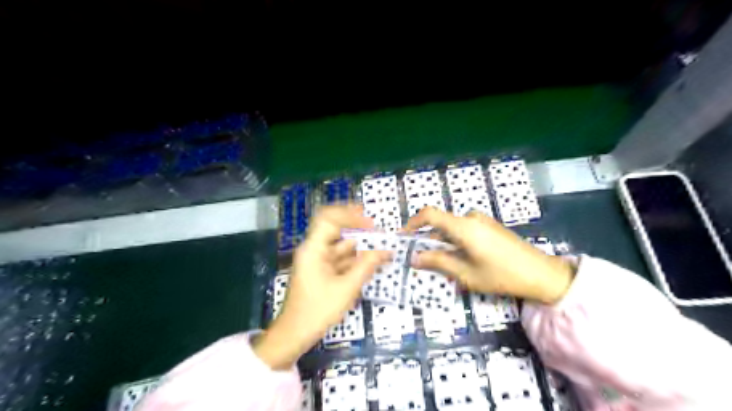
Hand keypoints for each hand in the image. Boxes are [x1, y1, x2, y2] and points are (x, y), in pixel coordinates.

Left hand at [254, 205, 387, 369]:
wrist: (294, 335)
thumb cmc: (317, 310)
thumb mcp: (346, 289)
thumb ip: (366, 267)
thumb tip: (385, 251)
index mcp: (313, 249)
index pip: (329, 219)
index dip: (349, 215)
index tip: (369, 222)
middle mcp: (314, 250)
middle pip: (336, 231)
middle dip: (358, 230)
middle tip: (379, 232)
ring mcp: (318, 262)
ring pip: (340, 246)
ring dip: (359, 246)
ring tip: (381, 247)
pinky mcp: (322, 273)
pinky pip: (340, 260)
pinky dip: (355, 260)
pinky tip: (371, 263)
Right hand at [402, 209, 573, 303]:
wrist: (542, 274)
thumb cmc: (501, 275)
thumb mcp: (466, 273)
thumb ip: (438, 262)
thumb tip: (414, 258)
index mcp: (463, 226)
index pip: (430, 214)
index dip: (413, 223)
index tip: (403, 238)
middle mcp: (470, 218)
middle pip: (440, 224)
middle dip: (427, 240)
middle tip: (421, 261)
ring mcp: (482, 221)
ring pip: (452, 229)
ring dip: (442, 243)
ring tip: (441, 265)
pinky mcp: (489, 226)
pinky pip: (464, 230)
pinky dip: (455, 242)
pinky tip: (459, 260)